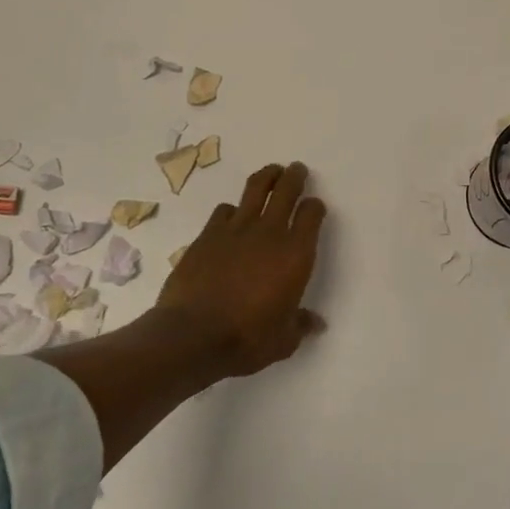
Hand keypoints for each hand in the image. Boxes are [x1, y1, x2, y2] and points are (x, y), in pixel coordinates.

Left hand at [157, 162, 327, 377]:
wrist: (193, 335)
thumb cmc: (247, 339)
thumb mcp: (283, 340)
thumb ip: (300, 325)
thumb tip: (316, 323)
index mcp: (296, 254)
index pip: (312, 215)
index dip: (315, 207)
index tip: (314, 207)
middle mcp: (270, 233)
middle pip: (286, 190)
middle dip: (294, 176)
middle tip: (297, 169)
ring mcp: (236, 230)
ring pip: (255, 189)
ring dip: (266, 177)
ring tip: (271, 172)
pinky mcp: (207, 234)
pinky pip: (224, 210)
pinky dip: (232, 209)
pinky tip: (232, 216)